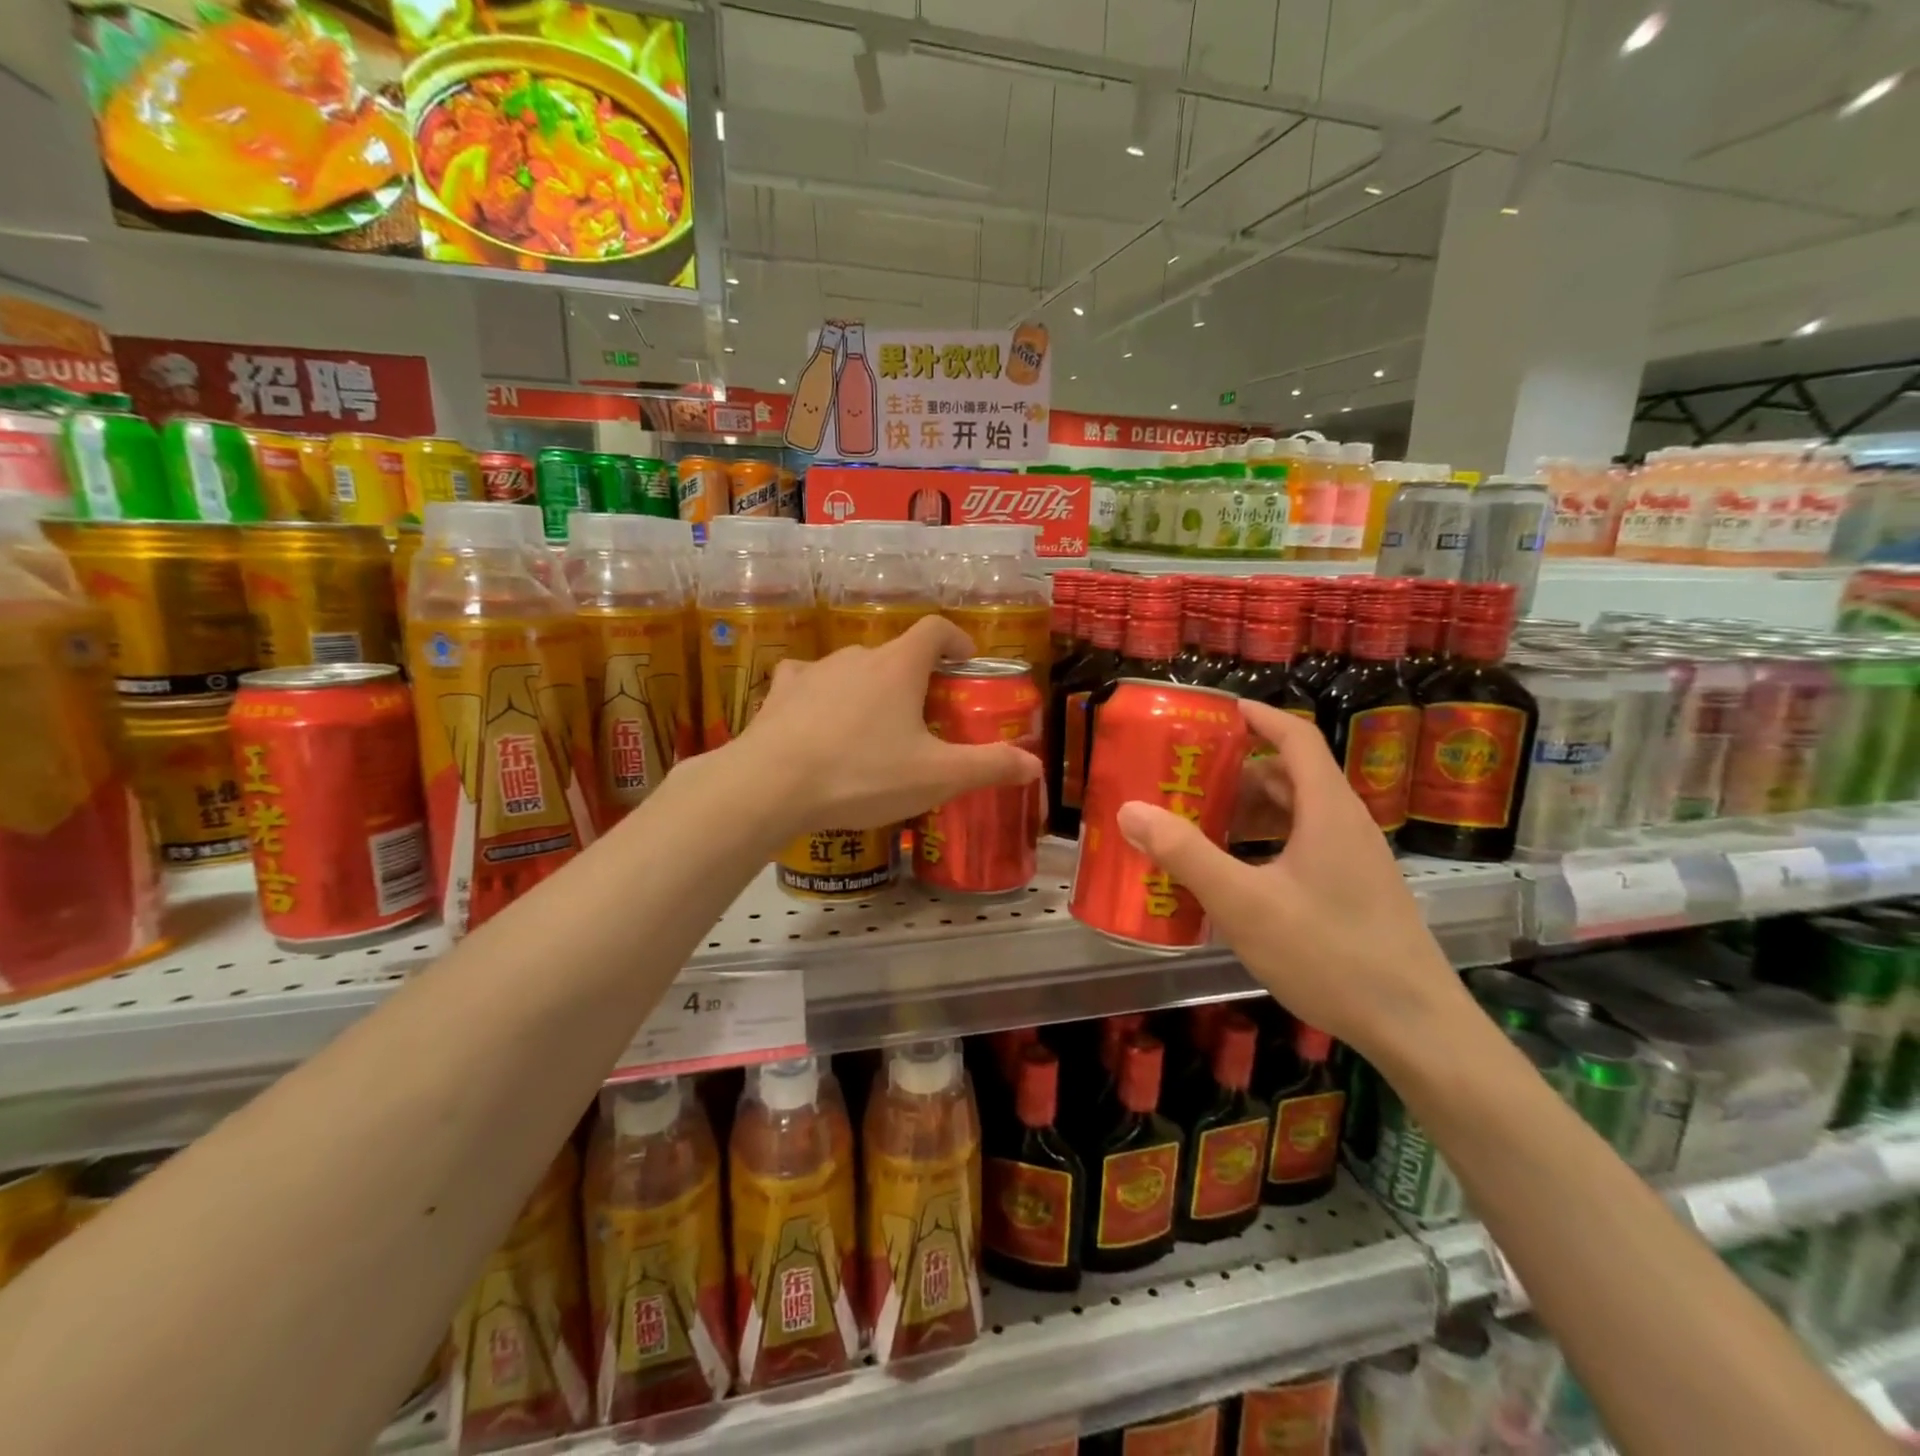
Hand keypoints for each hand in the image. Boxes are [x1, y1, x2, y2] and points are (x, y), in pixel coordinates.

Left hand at [735, 614, 1041, 834]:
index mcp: (899, 666)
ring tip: (873, 729)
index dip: (956, 640)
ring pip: (853, 669)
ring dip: (869, 689)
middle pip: (895, 654)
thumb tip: (1035, 765)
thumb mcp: (936, 777)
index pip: (935, 629)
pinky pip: (808, 681)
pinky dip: (822, 695)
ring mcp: (813, 670)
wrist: (771, 786)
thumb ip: (989, 767)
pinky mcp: (780, 691)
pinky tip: (819, 721)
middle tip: (923, 716)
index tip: (966, 662)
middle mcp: (857, 655)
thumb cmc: (862, 774)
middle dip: (914, 678)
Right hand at [1114, 701, 1473, 1060]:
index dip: (1259, 717)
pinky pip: (1305, 846)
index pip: (1296, 737)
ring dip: (1250, 813)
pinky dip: (1267, 844)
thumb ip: (1186, 854)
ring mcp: (1357, 860)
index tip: (1218, 712)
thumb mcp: (1244, 903)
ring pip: (1298, 815)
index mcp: (1327, 810)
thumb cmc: (1329, 954)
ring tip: (1203, 829)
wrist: (1415, 1026)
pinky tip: (1238, 876)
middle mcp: (1346, 824)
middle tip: (1189, 783)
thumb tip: (1131, 810)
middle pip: (1290, 776)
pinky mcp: (1358, 890)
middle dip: (1238, 774)